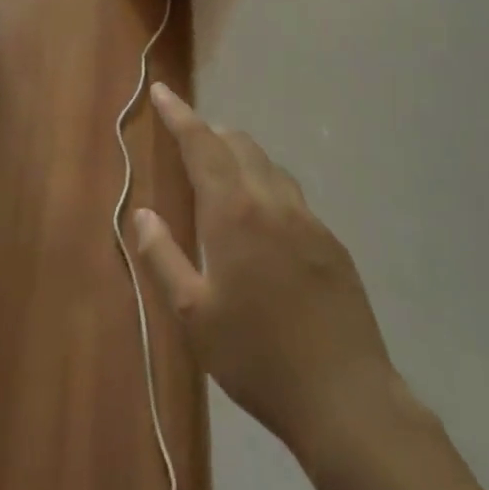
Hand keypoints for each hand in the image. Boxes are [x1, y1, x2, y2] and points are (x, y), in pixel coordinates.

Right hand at [134, 85, 413, 459]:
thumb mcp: (193, 316)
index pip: (201, 145)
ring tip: (223, 179)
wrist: (345, 398)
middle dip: (210, 134)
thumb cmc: (256, 357)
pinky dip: (268, 187)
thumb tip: (143, 213)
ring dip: (241, 158)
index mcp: (233, 212)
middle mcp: (272, 201)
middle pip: (239, 144)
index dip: (179, 115)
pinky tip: (264, 224)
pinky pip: (292, 195)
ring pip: (269, 165)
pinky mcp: (332, 241)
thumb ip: (162, 257)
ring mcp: (308, 219)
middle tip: (188, 144)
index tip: (163, 91)